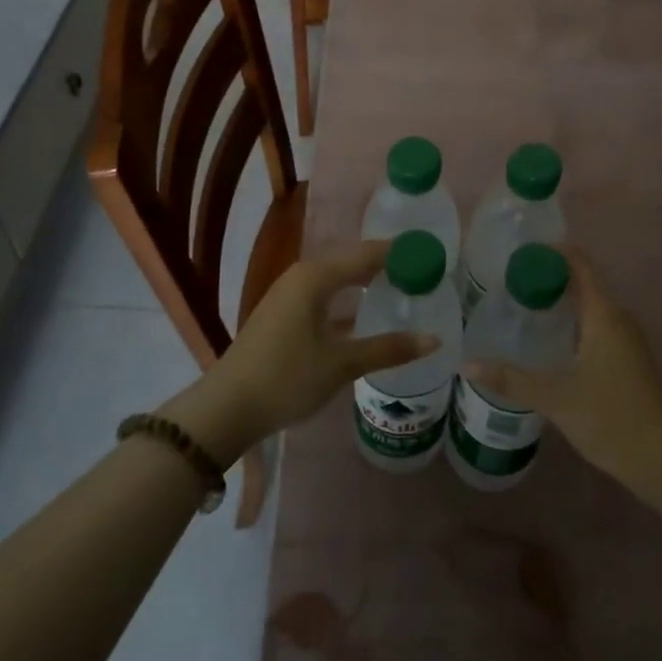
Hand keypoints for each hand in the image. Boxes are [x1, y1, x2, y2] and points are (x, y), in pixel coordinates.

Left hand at [169, 241, 437, 463]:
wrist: (227, 408)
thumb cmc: (286, 378)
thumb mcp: (341, 364)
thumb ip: (388, 349)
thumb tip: (435, 339)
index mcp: (315, 276)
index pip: (367, 253)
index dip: (399, 252)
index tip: (431, 253)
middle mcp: (302, 276)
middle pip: (352, 261)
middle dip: (386, 265)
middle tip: (423, 272)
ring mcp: (290, 294)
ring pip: (338, 278)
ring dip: (367, 282)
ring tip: (402, 289)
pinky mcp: (284, 314)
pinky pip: (326, 294)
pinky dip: (349, 299)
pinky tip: (368, 315)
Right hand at [464, 251, 661, 495]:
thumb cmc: (612, 419)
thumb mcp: (556, 399)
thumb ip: (512, 379)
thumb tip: (467, 365)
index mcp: (604, 315)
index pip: (580, 263)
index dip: (551, 252)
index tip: (518, 255)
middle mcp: (618, 319)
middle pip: (583, 282)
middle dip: (548, 277)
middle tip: (510, 283)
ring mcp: (627, 340)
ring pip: (590, 306)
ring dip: (560, 302)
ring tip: (521, 308)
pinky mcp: (628, 359)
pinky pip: (596, 325)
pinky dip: (571, 322)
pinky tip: (548, 342)